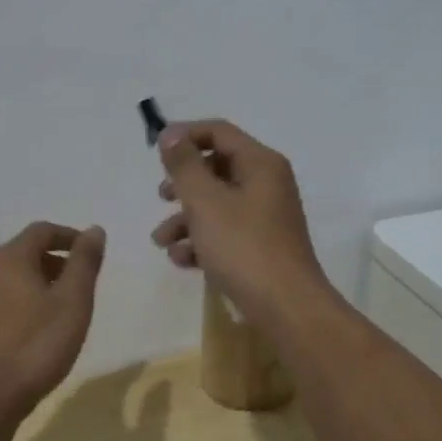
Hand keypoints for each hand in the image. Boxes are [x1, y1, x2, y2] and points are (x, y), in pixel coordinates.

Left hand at [0, 222, 105, 422]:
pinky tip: (28, 335)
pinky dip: (16, 307)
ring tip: (56, 311)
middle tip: (77, 284)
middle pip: (21, 253)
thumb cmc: (35, 347)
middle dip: (52, 261)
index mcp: (9, 259)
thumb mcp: (72, 303)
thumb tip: (94, 229)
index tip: (89, 251)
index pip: (41, 231)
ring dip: (33, 285)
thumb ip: (84, 263)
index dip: (68, 236)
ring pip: (6, 281)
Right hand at [150, 120, 330, 328]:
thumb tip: (170, 134)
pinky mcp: (261, 247)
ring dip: (185, 218)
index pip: (218, 132)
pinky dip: (202, 241)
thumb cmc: (243, 247)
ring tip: (162, 241)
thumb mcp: (205, 202)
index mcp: (260, 164)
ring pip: (217, 204)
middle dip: (183, 184)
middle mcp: (267, 184)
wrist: (286, 308)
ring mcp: (266, 217)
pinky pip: (226, 232)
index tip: (155, 152)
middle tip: (161, 197)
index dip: (184, 136)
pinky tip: (182, 260)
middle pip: (216, 168)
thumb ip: (184, 166)